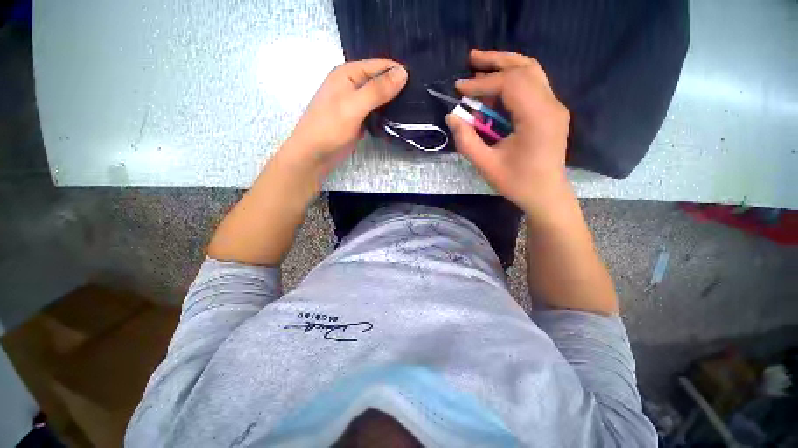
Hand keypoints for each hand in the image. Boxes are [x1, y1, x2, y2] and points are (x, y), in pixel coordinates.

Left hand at [278, 59, 407, 181]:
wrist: (314, 154)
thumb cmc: (330, 127)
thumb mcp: (354, 106)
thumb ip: (377, 90)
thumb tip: (403, 73)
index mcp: (347, 74)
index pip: (379, 65)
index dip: (398, 72)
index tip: (419, 83)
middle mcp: (351, 85)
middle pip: (379, 81)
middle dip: (397, 88)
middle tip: (419, 97)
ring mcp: (354, 104)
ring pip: (378, 98)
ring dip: (392, 103)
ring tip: (413, 107)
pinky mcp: (357, 120)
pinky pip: (375, 113)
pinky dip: (385, 115)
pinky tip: (398, 120)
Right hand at [445, 50, 571, 219]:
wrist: (546, 195)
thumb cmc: (517, 183)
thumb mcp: (486, 165)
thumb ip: (467, 140)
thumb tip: (452, 117)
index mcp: (537, 117)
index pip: (510, 84)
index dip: (482, 83)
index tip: (459, 87)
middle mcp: (551, 105)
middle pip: (525, 68)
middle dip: (496, 61)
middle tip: (471, 59)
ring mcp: (555, 107)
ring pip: (532, 72)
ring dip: (506, 65)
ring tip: (481, 66)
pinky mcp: (552, 112)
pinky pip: (533, 86)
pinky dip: (513, 81)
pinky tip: (496, 88)